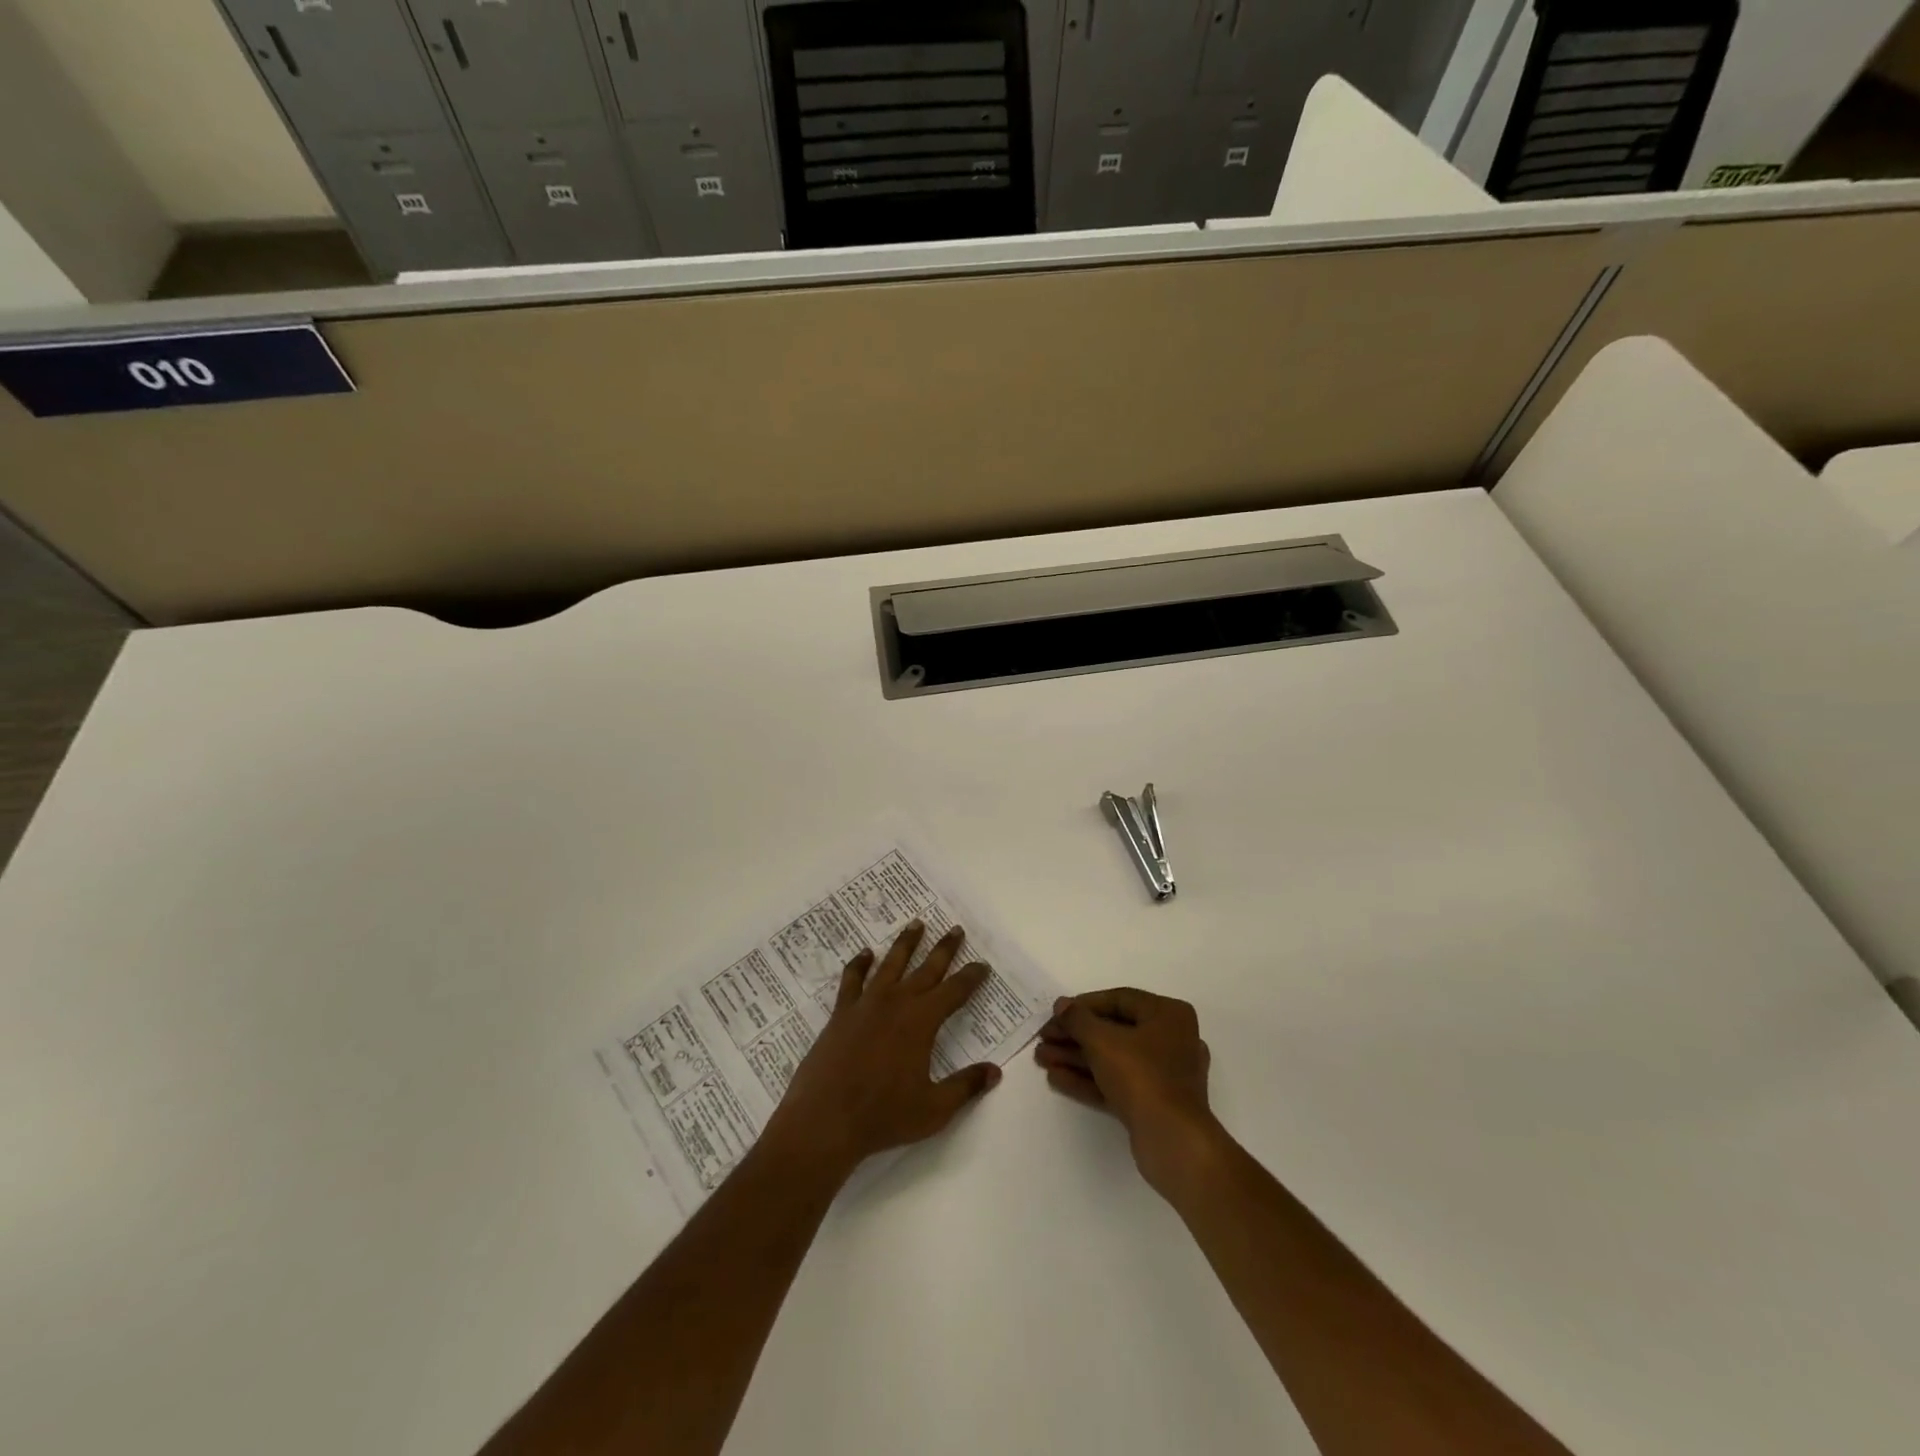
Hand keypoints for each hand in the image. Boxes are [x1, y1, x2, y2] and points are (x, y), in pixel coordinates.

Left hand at [763, 921, 1002, 1181]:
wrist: (826, 1120)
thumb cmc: (883, 1116)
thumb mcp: (934, 1109)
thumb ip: (965, 1086)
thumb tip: (995, 1071)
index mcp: (921, 1021)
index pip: (954, 991)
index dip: (971, 977)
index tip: (983, 965)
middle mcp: (896, 1003)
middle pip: (926, 969)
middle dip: (944, 948)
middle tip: (956, 929)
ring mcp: (866, 1004)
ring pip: (891, 964)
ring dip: (906, 943)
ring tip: (916, 924)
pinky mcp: (841, 1013)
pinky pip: (852, 979)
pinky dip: (859, 964)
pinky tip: (865, 953)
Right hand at [1035, 987, 1225, 1200]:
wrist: (1172, 1140)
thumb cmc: (1141, 1075)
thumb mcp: (1103, 1040)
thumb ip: (1078, 1019)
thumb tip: (1062, 1004)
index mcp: (1168, 1015)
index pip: (1119, 1000)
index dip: (1084, 1005)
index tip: (1056, 1013)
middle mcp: (1171, 1040)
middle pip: (1113, 1031)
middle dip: (1075, 1036)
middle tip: (1044, 1038)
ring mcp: (1163, 1075)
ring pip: (1113, 1059)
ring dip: (1076, 1058)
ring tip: (1041, 1058)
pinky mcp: (1153, 1103)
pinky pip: (1117, 1083)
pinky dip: (1088, 1080)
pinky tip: (1056, 1078)